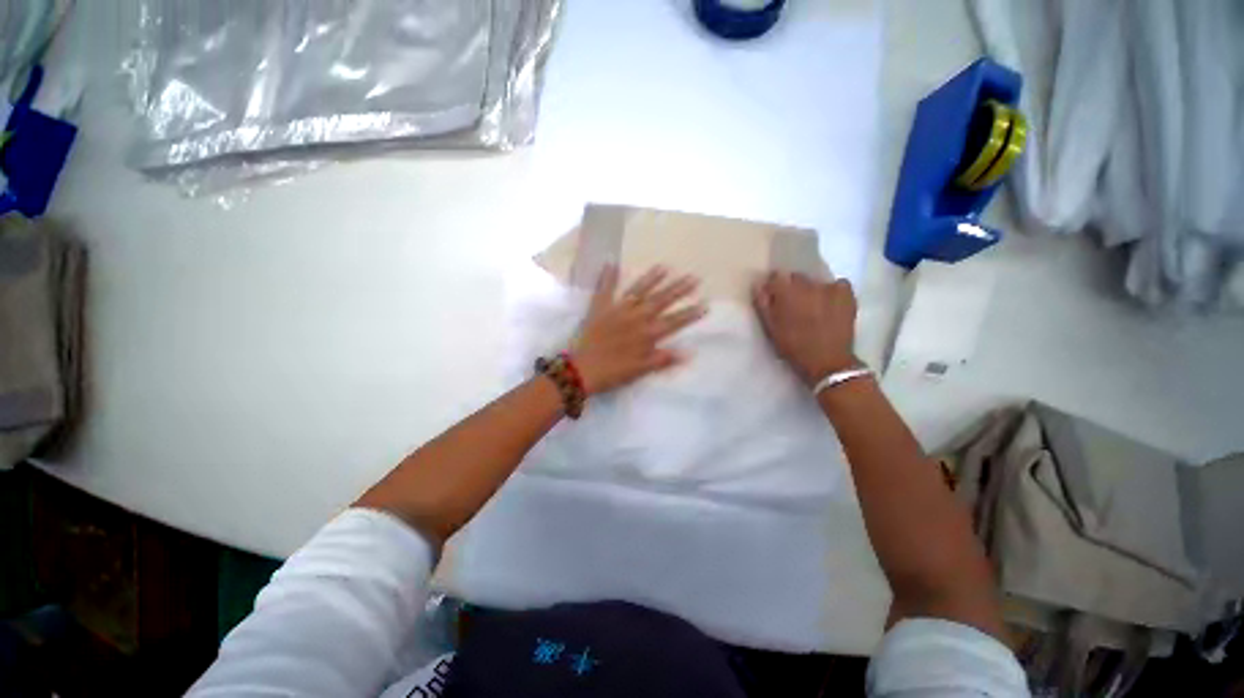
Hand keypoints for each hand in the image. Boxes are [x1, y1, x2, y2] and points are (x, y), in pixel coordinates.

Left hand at [572, 265, 706, 394]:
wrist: (581, 370)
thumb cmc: (613, 373)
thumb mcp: (640, 370)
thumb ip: (663, 360)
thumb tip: (688, 353)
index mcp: (647, 334)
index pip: (674, 321)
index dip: (690, 313)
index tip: (705, 304)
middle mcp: (636, 318)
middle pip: (660, 301)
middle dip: (678, 290)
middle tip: (693, 278)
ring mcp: (617, 311)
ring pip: (638, 291)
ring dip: (651, 279)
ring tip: (664, 267)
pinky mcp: (599, 308)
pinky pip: (604, 290)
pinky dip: (607, 277)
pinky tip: (611, 263)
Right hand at [753, 272, 859, 385]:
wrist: (827, 362)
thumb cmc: (793, 346)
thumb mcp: (771, 328)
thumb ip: (763, 304)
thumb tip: (758, 284)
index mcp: (786, 293)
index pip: (776, 276)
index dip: (773, 286)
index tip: (774, 297)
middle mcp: (808, 285)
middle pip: (796, 277)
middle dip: (793, 288)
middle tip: (793, 305)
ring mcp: (829, 288)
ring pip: (816, 281)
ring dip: (812, 290)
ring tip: (813, 307)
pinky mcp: (847, 294)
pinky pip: (838, 284)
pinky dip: (833, 291)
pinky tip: (831, 304)